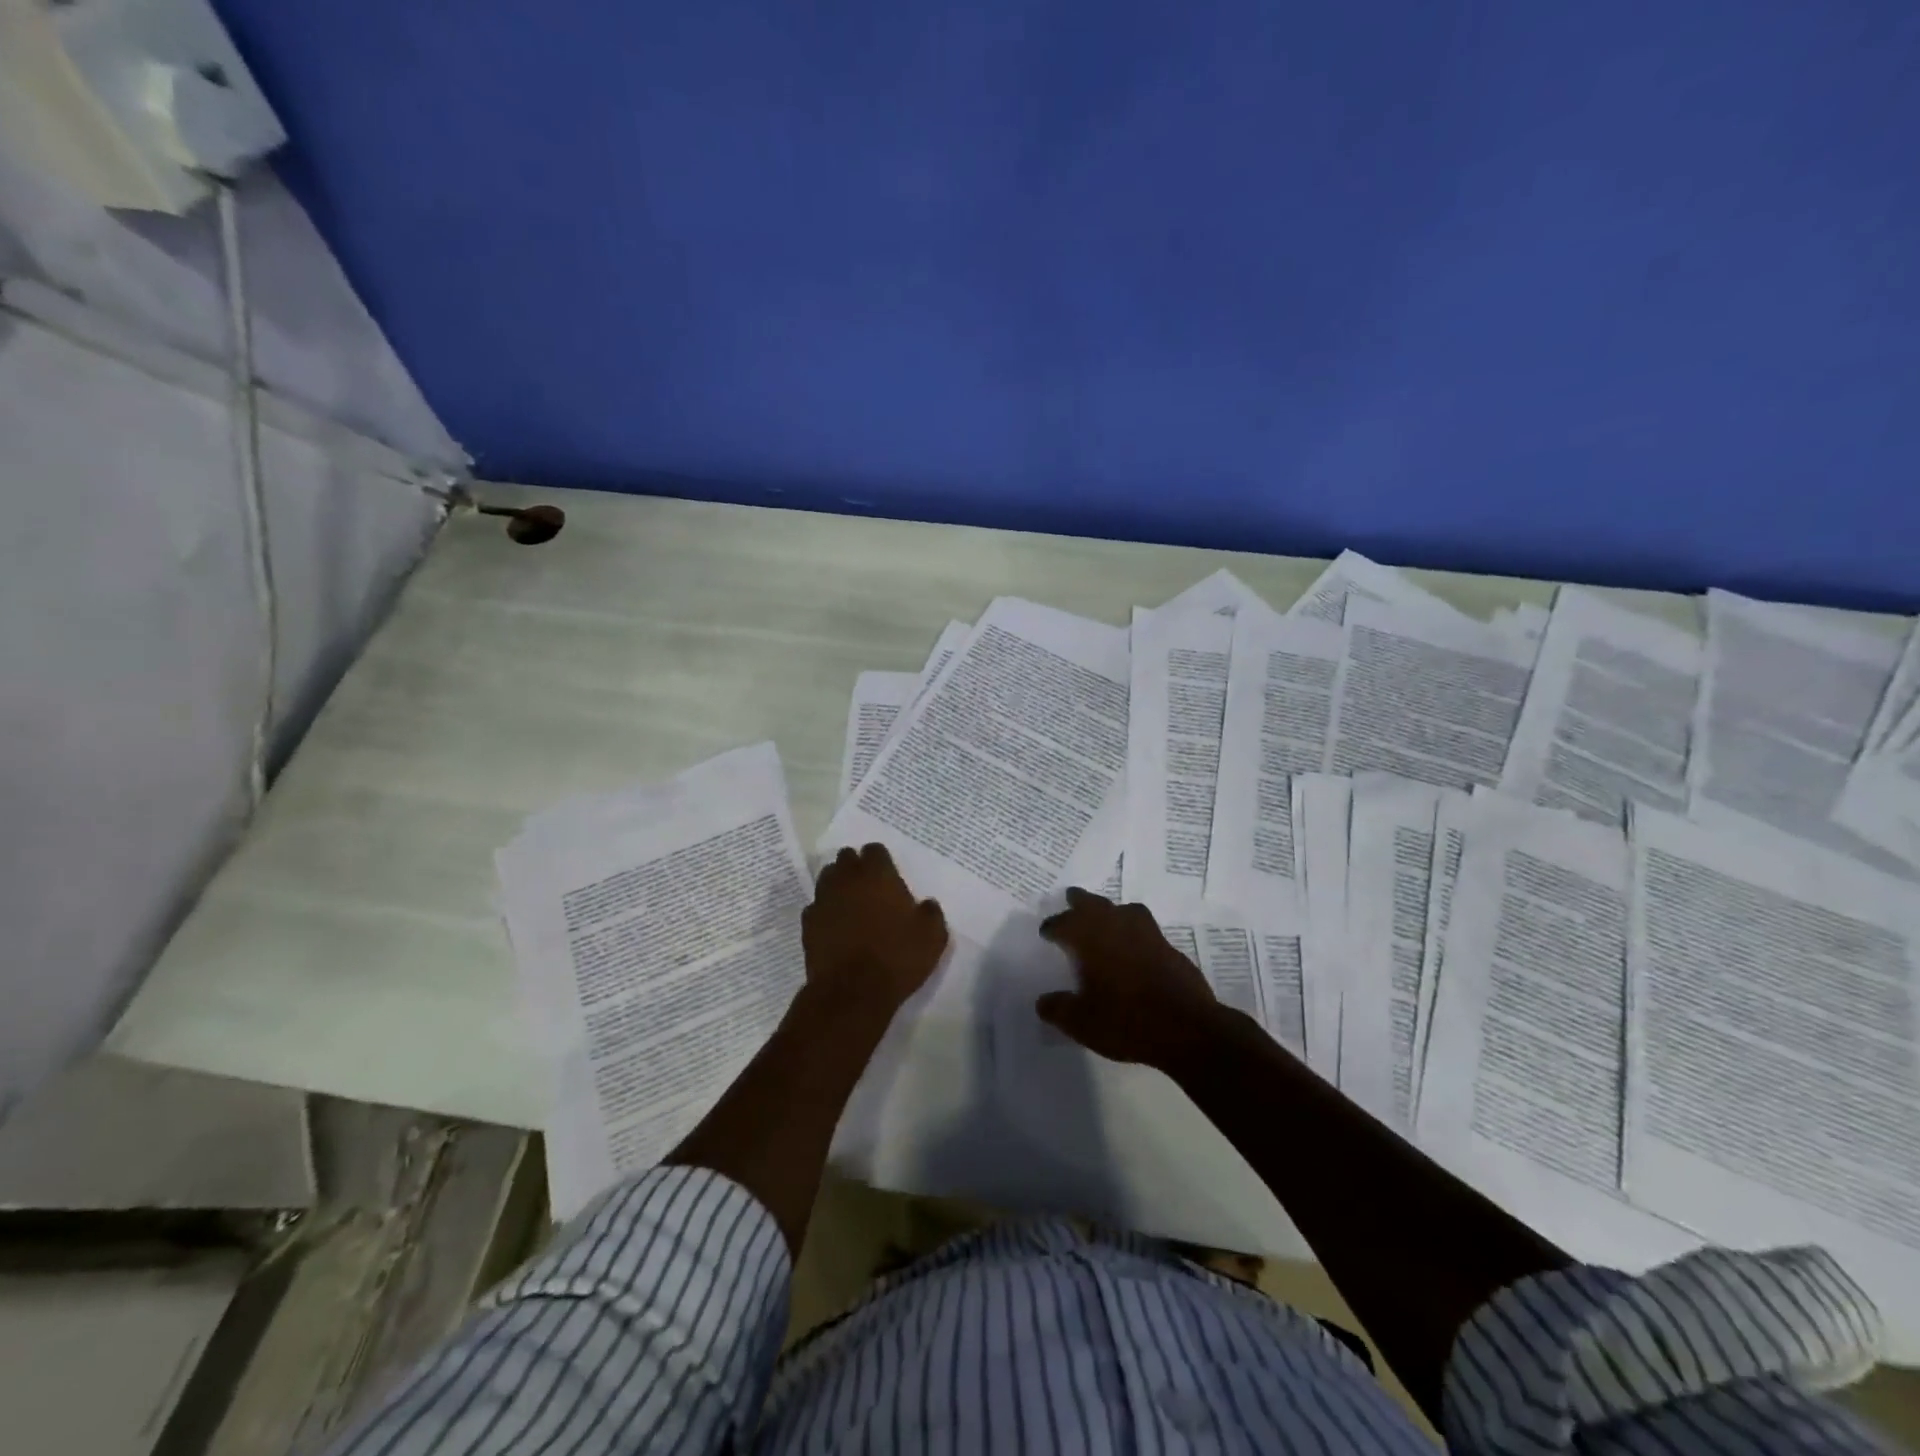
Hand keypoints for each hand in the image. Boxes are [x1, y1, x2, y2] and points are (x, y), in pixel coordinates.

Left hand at [803, 844, 948, 1011]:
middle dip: (856, 866)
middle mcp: (847, 879)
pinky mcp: (808, 924)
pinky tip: (835, 926)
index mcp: (877, 875)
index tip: (889, 874)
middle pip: (846, 859)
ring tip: (851, 903)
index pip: (875, 850)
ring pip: (827, 879)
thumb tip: (926, 904)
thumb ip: (931, 913)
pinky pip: (816, 907)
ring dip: (838, 884)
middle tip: (870, 886)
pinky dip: (826, 911)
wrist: (852, 992)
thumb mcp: (932, 936)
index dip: (882, 860)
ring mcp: (823, 900)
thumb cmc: (897, 957)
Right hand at [1036, 887, 1224, 1070]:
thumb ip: (1058, 1009)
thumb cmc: (1126, 1021)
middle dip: (1080, 901)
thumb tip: (1042, 1002)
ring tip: (1105, 918)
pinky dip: (1134, 931)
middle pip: (1094, 904)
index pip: (1064, 923)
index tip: (1046, 932)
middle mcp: (1117, 927)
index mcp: (1091, 939)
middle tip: (1071, 898)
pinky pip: (1145, 928)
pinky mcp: (1169, 947)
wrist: (1187, 1029)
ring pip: (1124, 910)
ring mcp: (1147, 934)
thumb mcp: (1082, 1023)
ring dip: (1111, 911)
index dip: (1053, 926)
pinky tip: (1134, 947)